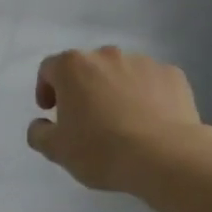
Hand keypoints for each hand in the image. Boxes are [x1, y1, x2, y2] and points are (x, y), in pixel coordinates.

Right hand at [27, 46, 204, 192]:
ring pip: (121, 73)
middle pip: (87, 67)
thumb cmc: (101, 150)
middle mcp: (107, 55)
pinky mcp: (173, 75)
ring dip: (115, 90)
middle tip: (86, 118)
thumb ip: (39, 133)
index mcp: (73, 67)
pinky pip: (151, 82)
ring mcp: (143, 62)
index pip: (49, 68)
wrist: (165, 157)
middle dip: (83, 88)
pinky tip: (149, 121)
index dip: (46, 88)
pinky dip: (146, 95)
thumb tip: (41, 124)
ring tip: (122, 121)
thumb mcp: (57, 150)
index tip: (51, 111)